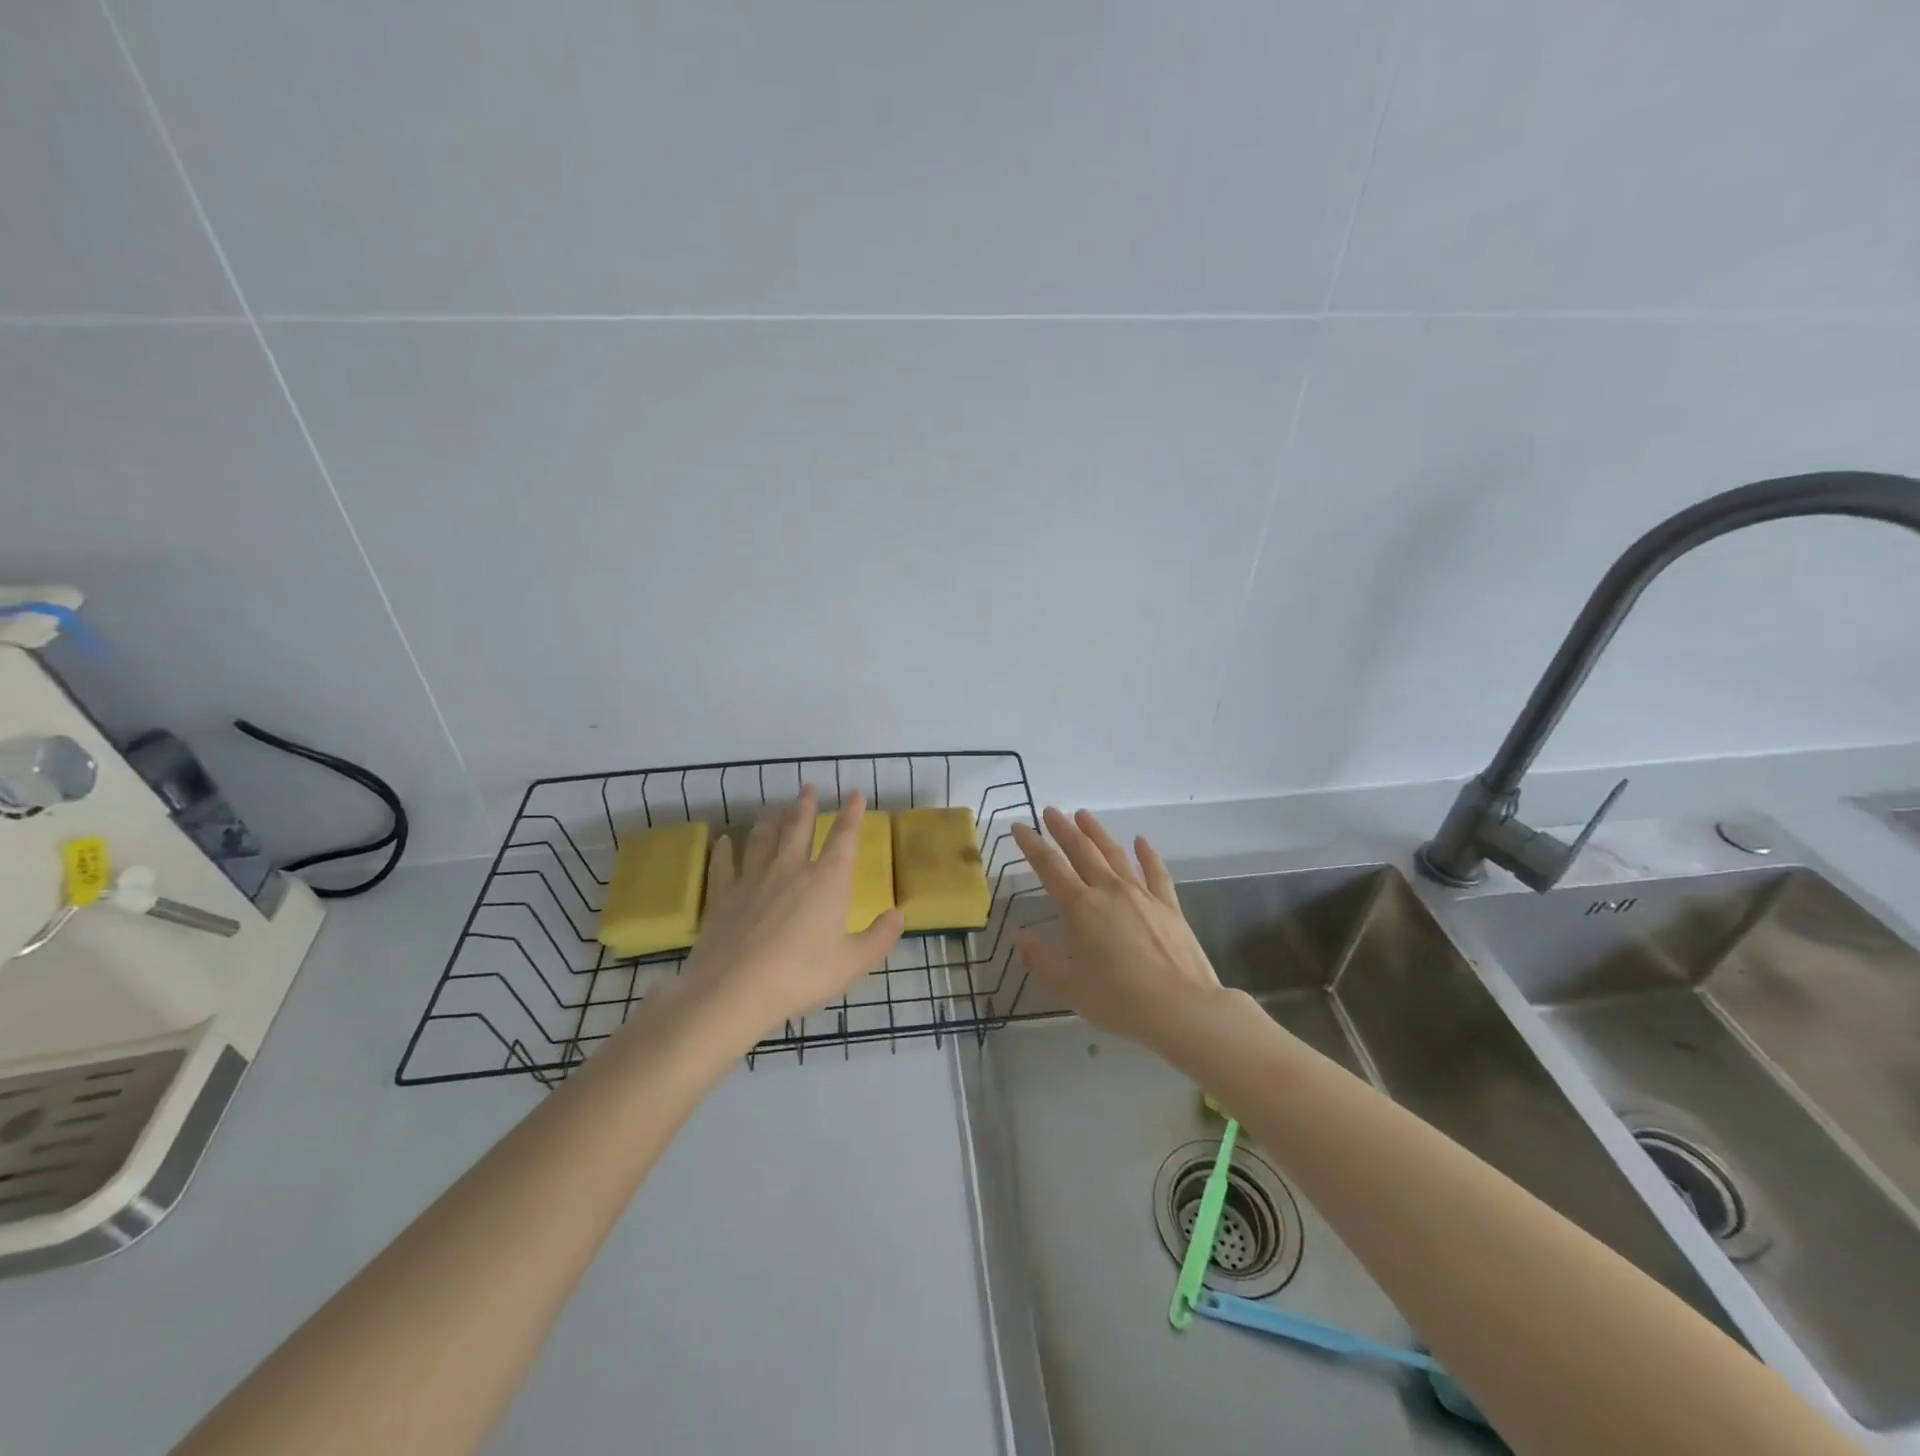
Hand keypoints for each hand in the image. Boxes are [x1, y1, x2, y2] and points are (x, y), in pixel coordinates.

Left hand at [683, 787, 904, 1040]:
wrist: (735, 990)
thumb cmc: (802, 975)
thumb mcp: (853, 963)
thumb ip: (880, 937)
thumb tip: (898, 914)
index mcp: (827, 880)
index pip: (844, 838)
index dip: (851, 814)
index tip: (854, 794)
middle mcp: (791, 869)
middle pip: (799, 828)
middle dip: (806, 806)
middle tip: (808, 787)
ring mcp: (753, 878)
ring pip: (763, 838)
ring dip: (770, 819)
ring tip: (774, 807)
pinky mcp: (723, 895)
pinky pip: (725, 865)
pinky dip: (725, 850)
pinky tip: (724, 841)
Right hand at [1010, 807, 1223, 1051]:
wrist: (1181, 1008)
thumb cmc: (1118, 999)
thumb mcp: (1068, 986)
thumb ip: (1040, 958)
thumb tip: (1018, 936)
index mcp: (1080, 907)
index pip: (1049, 867)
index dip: (1032, 845)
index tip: (1019, 826)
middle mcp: (1108, 890)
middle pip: (1082, 850)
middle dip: (1063, 829)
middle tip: (1050, 811)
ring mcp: (1142, 894)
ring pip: (1115, 854)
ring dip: (1097, 832)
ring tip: (1084, 815)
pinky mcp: (1169, 905)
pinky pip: (1155, 872)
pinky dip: (1147, 854)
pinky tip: (1141, 841)